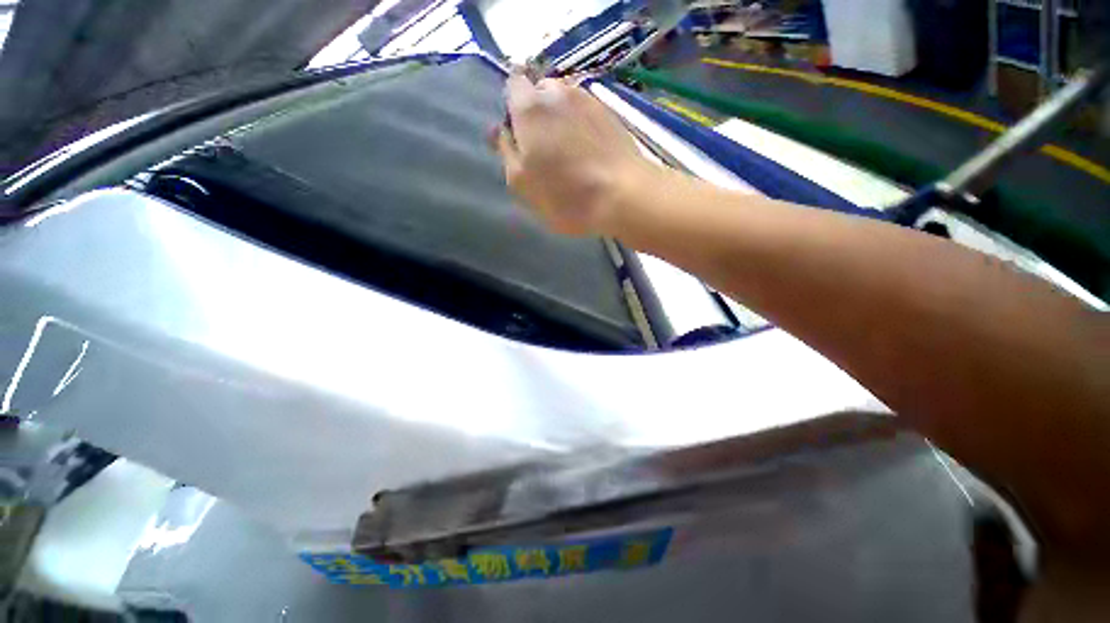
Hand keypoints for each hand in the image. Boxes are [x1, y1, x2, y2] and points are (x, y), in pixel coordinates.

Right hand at [491, 74, 653, 235]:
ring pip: (564, 103)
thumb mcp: (521, 182)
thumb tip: (500, 130)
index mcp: (530, 106)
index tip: (519, 135)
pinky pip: (585, 114)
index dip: (512, 108)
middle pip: (540, 93)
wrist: (623, 196)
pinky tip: (588, 154)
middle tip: (544, 151)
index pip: (512, 84)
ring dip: (561, 122)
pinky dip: (581, 128)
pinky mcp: (610, 113)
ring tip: (569, 155)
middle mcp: (559, 92)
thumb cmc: (565, 195)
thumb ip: (506, 151)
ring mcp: (588, 99)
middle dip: (537, 115)